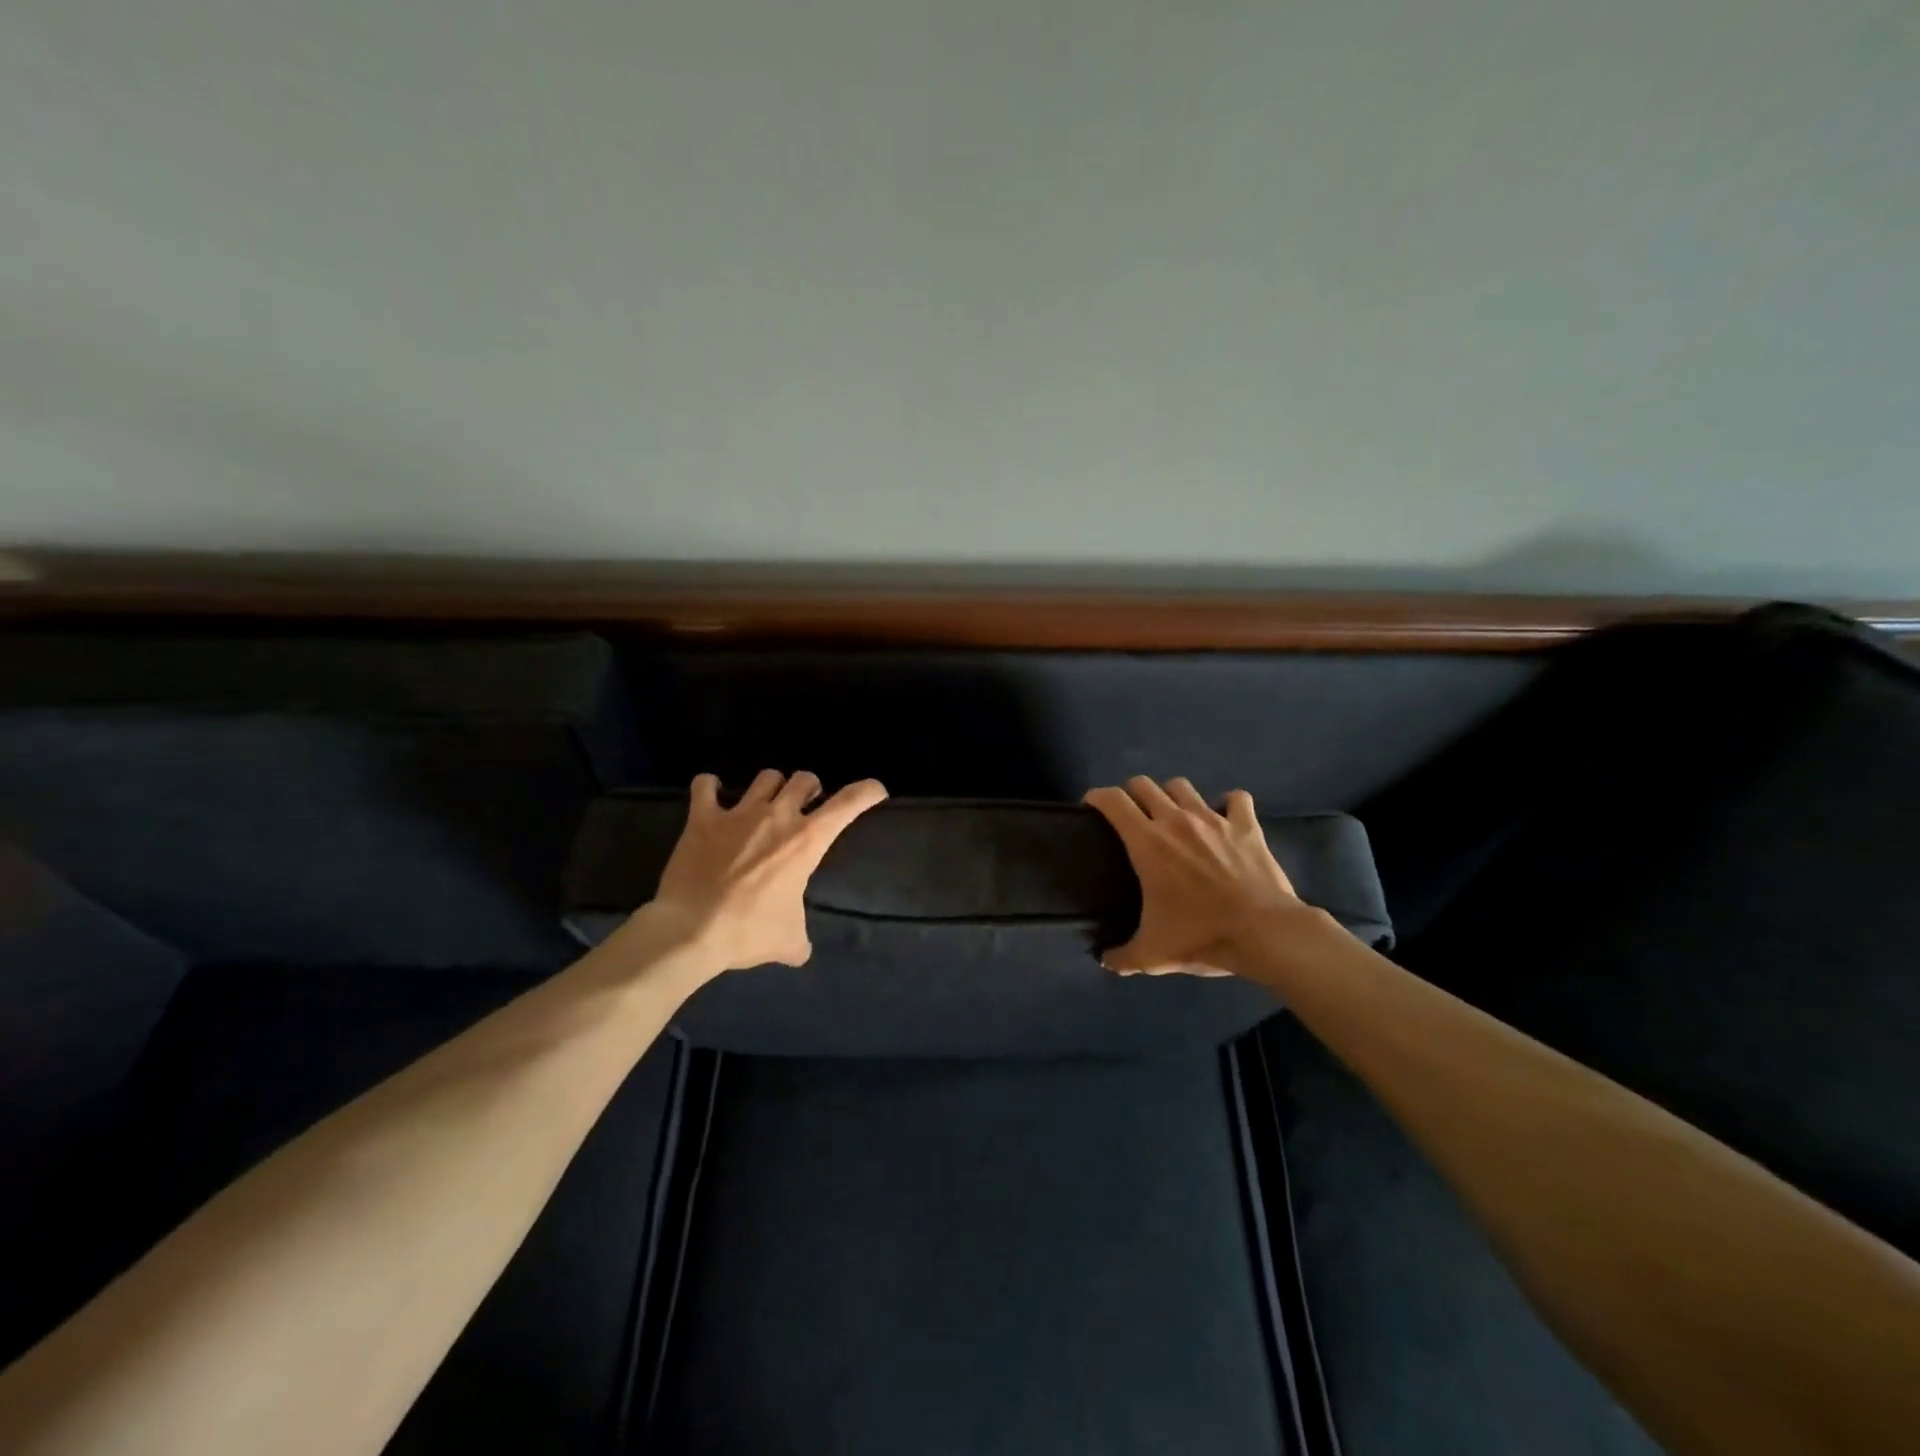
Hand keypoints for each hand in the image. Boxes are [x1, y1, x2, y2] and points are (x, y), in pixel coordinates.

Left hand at [642, 769, 887, 974]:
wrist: (690, 931)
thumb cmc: (749, 932)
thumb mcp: (790, 942)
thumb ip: (800, 939)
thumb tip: (799, 951)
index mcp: (807, 841)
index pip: (848, 803)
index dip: (867, 792)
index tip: (876, 791)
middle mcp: (777, 816)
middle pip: (804, 778)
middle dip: (810, 788)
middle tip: (806, 805)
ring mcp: (738, 813)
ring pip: (766, 777)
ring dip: (772, 787)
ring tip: (766, 802)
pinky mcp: (702, 818)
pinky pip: (705, 785)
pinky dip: (710, 786)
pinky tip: (713, 795)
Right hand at [1083, 776, 1302, 975]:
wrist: (1263, 933)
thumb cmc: (1201, 936)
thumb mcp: (1153, 954)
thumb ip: (1123, 957)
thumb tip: (1105, 961)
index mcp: (1147, 842)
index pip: (1112, 800)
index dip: (1097, 797)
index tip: (1092, 807)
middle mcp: (1176, 820)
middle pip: (1144, 784)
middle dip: (1132, 793)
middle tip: (1132, 815)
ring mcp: (1213, 819)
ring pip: (1182, 786)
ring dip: (1172, 795)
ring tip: (1173, 814)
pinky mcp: (1246, 826)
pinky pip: (1236, 799)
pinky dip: (1228, 804)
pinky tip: (1225, 816)